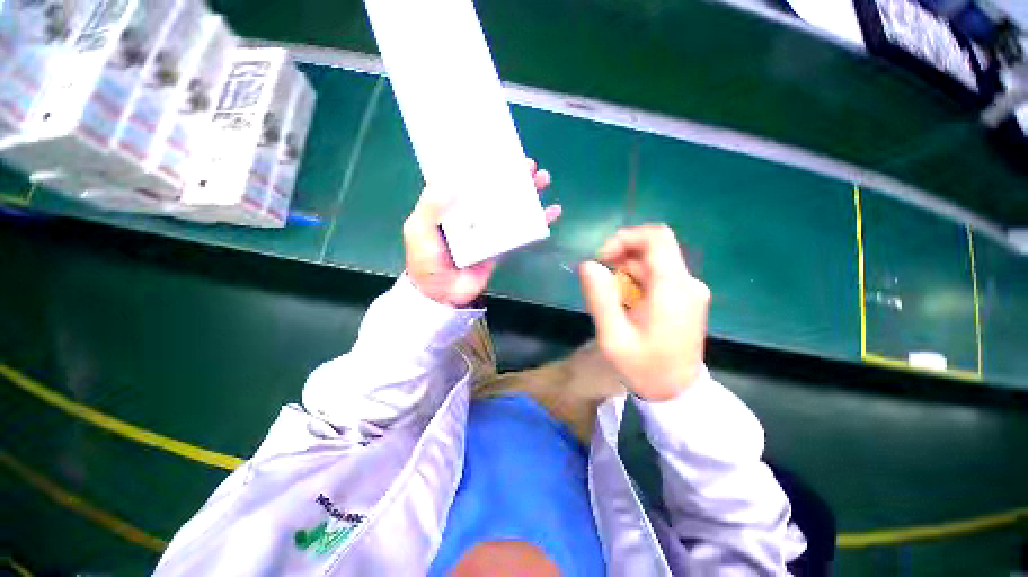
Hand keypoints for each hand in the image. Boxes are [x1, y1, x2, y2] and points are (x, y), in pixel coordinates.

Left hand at [404, 159, 560, 306]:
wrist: (441, 295)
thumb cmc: (426, 261)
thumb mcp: (419, 231)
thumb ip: (430, 207)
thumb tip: (452, 182)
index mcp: (452, 206)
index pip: (471, 180)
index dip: (486, 165)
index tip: (501, 152)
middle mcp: (472, 214)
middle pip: (496, 191)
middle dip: (513, 176)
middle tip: (529, 165)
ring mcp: (488, 231)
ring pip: (511, 207)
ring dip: (528, 194)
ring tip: (543, 179)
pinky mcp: (501, 247)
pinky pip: (521, 232)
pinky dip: (537, 223)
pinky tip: (552, 212)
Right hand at [579, 225, 710, 401]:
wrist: (677, 394)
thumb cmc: (643, 368)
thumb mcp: (613, 336)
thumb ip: (599, 297)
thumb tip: (587, 264)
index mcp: (673, 289)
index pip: (656, 237)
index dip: (625, 238)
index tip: (602, 258)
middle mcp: (687, 283)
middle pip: (651, 250)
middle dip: (620, 258)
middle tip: (599, 282)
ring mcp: (690, 290)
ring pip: (652, 263)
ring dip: (626, 273)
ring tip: (611, 299)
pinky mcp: (687, 297)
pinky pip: (657, 276)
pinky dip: (636, 282)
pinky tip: (625, 303)